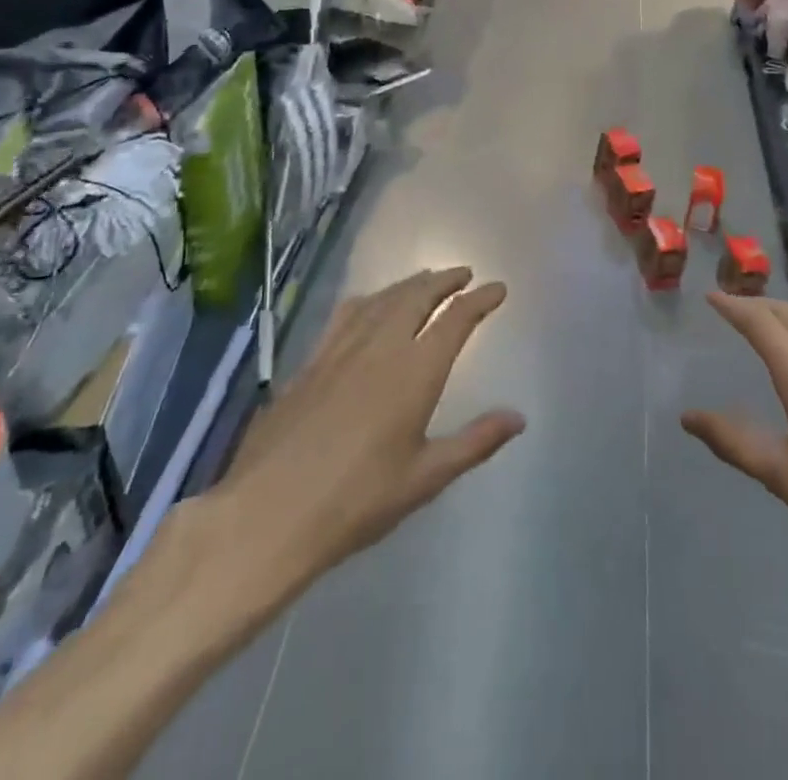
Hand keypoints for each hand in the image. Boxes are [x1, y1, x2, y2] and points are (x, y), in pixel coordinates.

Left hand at [176, 268, 524, 625]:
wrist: (268, 513)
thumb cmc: (356, 501)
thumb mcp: (425, 478)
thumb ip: (475, 442)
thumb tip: (518, 417)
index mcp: (415, 371)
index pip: (455, 319)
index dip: (479, 299)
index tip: (497, 288)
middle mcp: (381, 347)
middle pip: (417, 296)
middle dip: (444, 280)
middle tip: (463, 274)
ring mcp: (341, 350)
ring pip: (382, 299)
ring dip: (409, 284)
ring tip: (425, 280)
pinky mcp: (310, 361)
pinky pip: (346, 313)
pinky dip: (369, 299)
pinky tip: (368, 303)